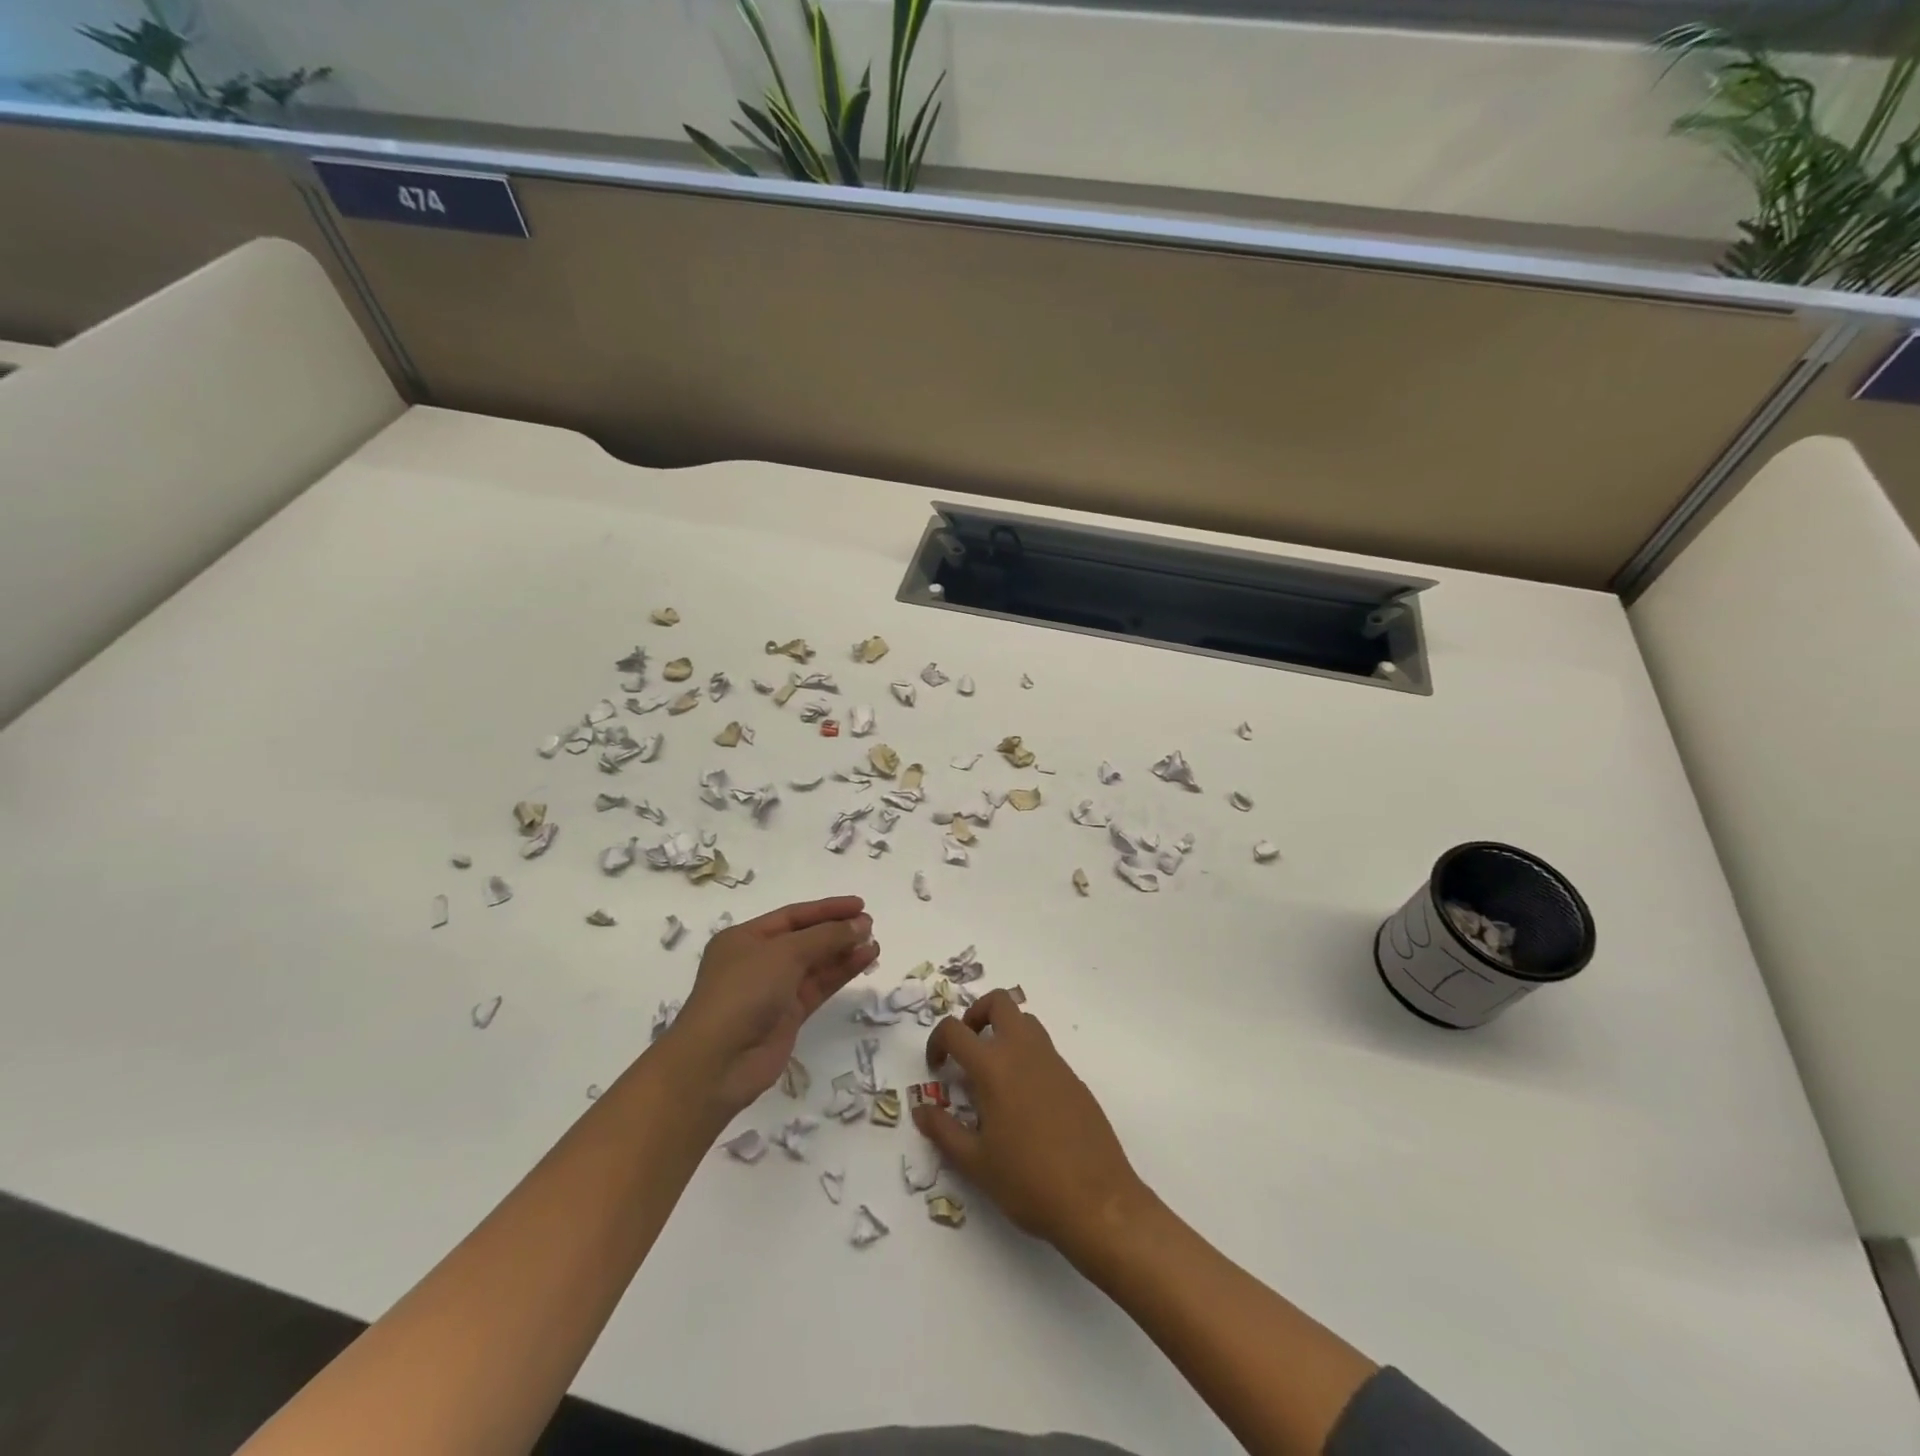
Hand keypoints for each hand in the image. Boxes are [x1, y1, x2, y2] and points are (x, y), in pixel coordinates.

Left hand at [665, 896, 877, 1114]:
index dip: (827, 909)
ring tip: (874, 944)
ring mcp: (773, 990)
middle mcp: (758, 961)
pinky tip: (865, 961)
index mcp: (745, 938)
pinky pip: (819, 986)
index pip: (792, 916)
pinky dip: (841, 973)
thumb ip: (826, 936)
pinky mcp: (788, 1016)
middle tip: (871, 926)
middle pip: (805, 939)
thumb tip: (861, 924)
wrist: (718, 1061)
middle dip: (837, 931)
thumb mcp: (785, 953)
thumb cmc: (744, 992)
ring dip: (844, 952)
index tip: (860, 905)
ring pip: (815, 964)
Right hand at [914, 989, 1147, 1262]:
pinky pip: (1044, 1049)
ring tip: (993, 1074)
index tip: (937, 1068)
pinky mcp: (1074, 1078)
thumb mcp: (976, 1163)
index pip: (955, 1030)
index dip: (937, 1042)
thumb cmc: (1028, 1182)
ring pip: (1025, 1021)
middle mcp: (1024, 1052)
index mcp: (994, 1067)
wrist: (1097, 1201)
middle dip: (976, 1015)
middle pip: (999, 1002)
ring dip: (1004, 1031)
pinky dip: (1026, 1057)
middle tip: (967, 1049)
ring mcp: (1054, 1061)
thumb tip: (921, 1109)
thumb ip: (944, 1131)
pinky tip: (1023, 1101)